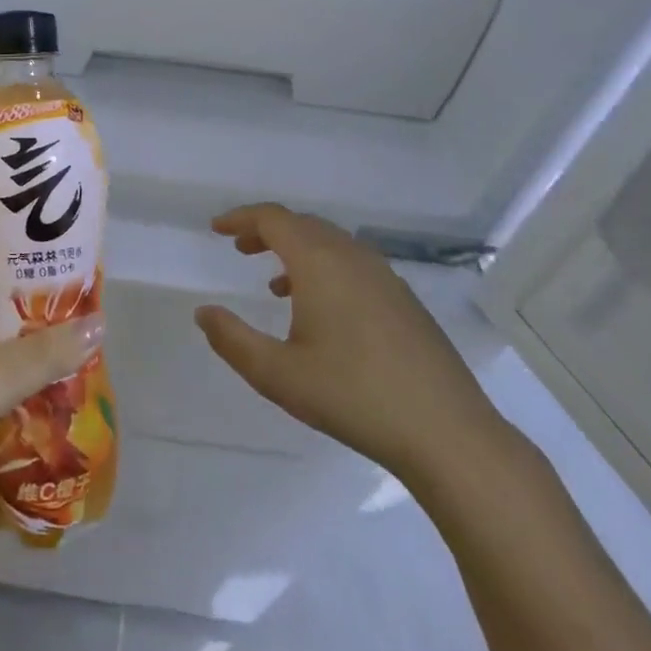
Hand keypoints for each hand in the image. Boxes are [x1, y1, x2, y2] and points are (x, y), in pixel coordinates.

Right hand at [193, 203, 508, 485]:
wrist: (446, 432)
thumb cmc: (353, 396)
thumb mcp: (278, 374)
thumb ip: (233, 340)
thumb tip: (203, 312)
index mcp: (320, 263)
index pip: (274, 219)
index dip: (242, 218)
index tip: (217, 228)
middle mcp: (353, 257)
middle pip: (303, 225)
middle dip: (267, 231)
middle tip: (240, 248)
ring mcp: (385, 277)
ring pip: (331, 244)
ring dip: (297, 250)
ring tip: (275, 283)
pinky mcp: (405, 301)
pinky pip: (353, 264)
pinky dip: (325, 268)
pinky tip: (321, 311)